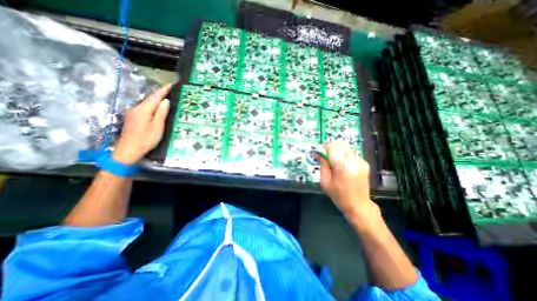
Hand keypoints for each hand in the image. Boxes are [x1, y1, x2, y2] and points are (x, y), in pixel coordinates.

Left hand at [111, 83, 170, 164]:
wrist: (128, 150)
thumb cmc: (146, 139)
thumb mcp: (157, 126)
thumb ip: (161, 113)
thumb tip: (165, 101)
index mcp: (143, 110)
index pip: (155, 97)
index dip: (163, 90)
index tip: (170, 84)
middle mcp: (136, 109)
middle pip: (150, 99)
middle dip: (159, 94)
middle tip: (170, 90)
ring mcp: (133, 113)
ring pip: (146, 103)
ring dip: (156, 100)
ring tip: (165, 98)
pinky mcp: (133, 118)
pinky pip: (144, 108)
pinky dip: (152, 106)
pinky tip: (156, 108)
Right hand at [315, 141, 374, 217]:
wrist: (358, 205)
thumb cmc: (339, 195)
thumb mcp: (325, 182)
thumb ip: (322, 165)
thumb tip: (318, 153)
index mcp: (342, 166)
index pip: (332, 147)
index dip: (324, 147)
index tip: (319, 152)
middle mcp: (353, 161)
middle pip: (339, 145)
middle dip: (330, 148)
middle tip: (325, 156)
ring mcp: (361, 161)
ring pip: (345, 148)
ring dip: (338, 152)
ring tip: (334, 162)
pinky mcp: (364, 163)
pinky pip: (351, 154)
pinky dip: (344, 156)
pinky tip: (342, 165)